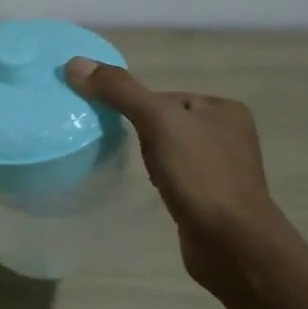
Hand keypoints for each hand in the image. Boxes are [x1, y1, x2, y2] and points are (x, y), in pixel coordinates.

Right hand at [66, 57, 285, 296]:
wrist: (233, 244)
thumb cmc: (201, 177)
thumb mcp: (159, 123)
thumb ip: (120, 91)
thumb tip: (74, 64)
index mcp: (223, 108)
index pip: (163, 96)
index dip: (138, 111)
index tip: (129, 133)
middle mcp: (228, 133)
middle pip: (164, 122)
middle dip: (144, 137)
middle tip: (140, 156)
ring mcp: (222, 167)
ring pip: (168, 150)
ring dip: (151, 159)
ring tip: (148, 176)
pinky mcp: (212, 196)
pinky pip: (176, 176)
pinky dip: (162, 180)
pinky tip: (159, 192)